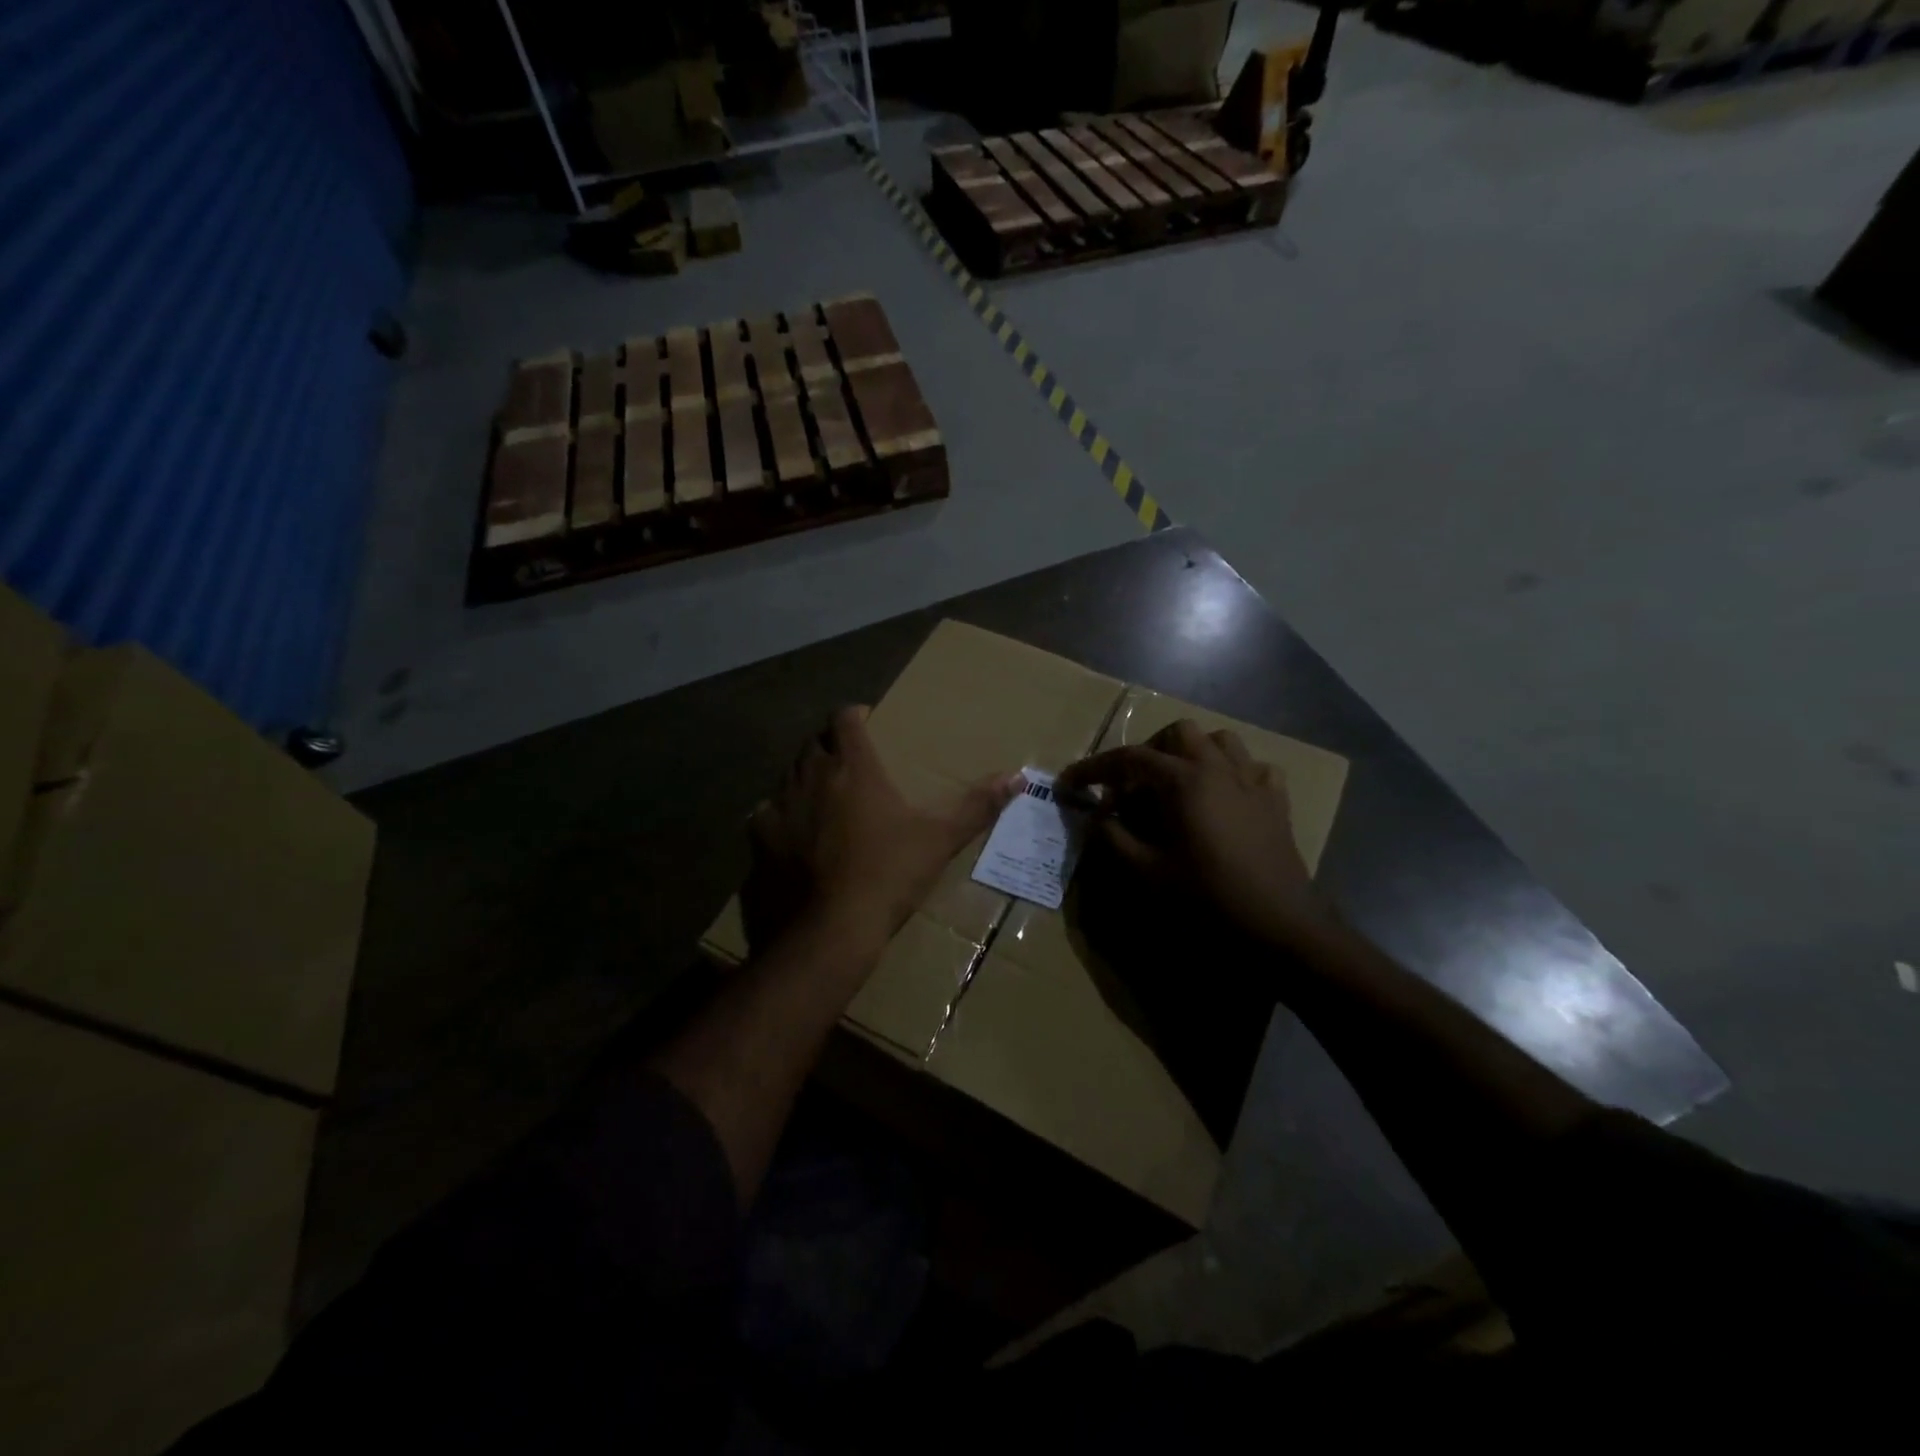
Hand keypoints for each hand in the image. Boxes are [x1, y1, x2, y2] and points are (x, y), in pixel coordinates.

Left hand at [743, 707, 1023, 953]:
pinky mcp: (760, 837)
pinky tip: (794, 835)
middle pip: (815, 742)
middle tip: (851, 763)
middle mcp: (811, 774)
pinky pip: (767, 813)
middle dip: (831, 745)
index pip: (845, 717)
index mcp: (853, 766)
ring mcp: (781, 805)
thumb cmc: (889, 875)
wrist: (830, 929)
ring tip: (825, 797)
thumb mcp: (939, 840)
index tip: (867, 723)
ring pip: (789, 774)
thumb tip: (1017, 777)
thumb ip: (977, 806)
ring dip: (806, 778)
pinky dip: (781, 816)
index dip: (855, 715)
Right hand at [1059, 719, 1335, 951]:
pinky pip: (1253, 768)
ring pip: (1219, 741)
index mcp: (1184, 780)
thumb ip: (1112, 838)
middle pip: (1177, 734)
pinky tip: (1222, 798)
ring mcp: (1252, 781)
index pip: (1129, 758)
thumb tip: (1095, 818)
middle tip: (1130, 788)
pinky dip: (1232, 773)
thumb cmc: (1207, 898)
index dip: (1094, 768)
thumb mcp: (1146, 873)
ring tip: (1175, 785)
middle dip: (1148, 753)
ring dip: (1191, 754)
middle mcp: (1219, 768)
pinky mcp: (1276, 801)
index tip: (1070, 783)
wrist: (1279, 926)